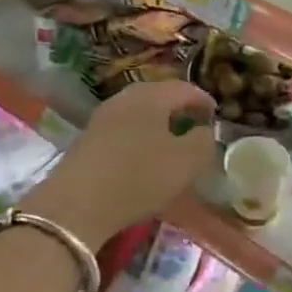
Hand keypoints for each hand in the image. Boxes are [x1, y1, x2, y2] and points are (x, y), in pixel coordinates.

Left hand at [27, 80, 218, 245]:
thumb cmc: (139, 177)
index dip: (203, 99)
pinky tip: (142, 154)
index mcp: (152, 96)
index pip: (184, 88)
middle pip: (158, 94)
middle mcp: (126, 97)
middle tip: (194, 121)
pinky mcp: (88, 137)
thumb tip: (204, 130)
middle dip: (178, 106)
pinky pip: (123, 126)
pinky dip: (139, 133)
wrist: (77, 204)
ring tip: (170, 139)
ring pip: (138, 110)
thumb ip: (203, 142)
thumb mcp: (186, 163)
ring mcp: (103, 116)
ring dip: (157, 120)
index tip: (215, 114)